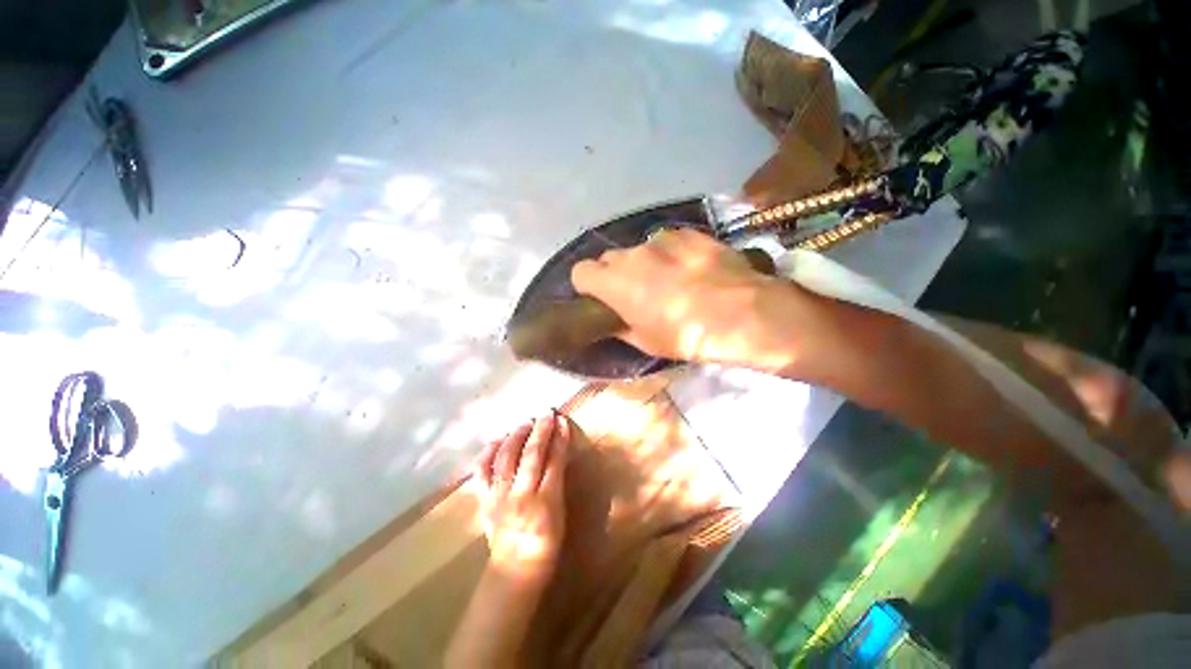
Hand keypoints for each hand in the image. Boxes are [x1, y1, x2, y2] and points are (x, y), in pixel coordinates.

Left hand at [473, 413, 569, 580]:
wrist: (515, 570)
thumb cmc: (546, 543)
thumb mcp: (560, 512)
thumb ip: (557, 481)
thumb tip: (557, 452)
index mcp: (545, 501)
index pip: (554, 461)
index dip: (559, 438)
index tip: (562, 420)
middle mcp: (521, 495)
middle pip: (531, 455)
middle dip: (540, 431)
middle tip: (546, 413)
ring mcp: (499, 497)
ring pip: (506, 458)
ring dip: (516, 436)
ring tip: (524, 423)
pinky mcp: (484, 500)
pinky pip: (482, 472)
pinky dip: (487, 454)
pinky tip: (495, 441)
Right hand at [571, 228, 827, 372]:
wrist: (742, 314)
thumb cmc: (686, 336)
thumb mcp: (646, 342)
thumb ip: (620, 326)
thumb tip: (612, 319)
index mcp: (614, 283)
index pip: (580, 272)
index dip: (588, 286)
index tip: (601, 299)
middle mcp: (631, 254)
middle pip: (609, 259)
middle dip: (615, 275)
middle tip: (636, 294)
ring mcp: (661, 240)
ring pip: (639, 250)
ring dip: (645, 264)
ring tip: (669, 281)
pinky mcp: (688, 233)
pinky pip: (666, 242)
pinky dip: (670, 254)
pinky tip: (691, 269)